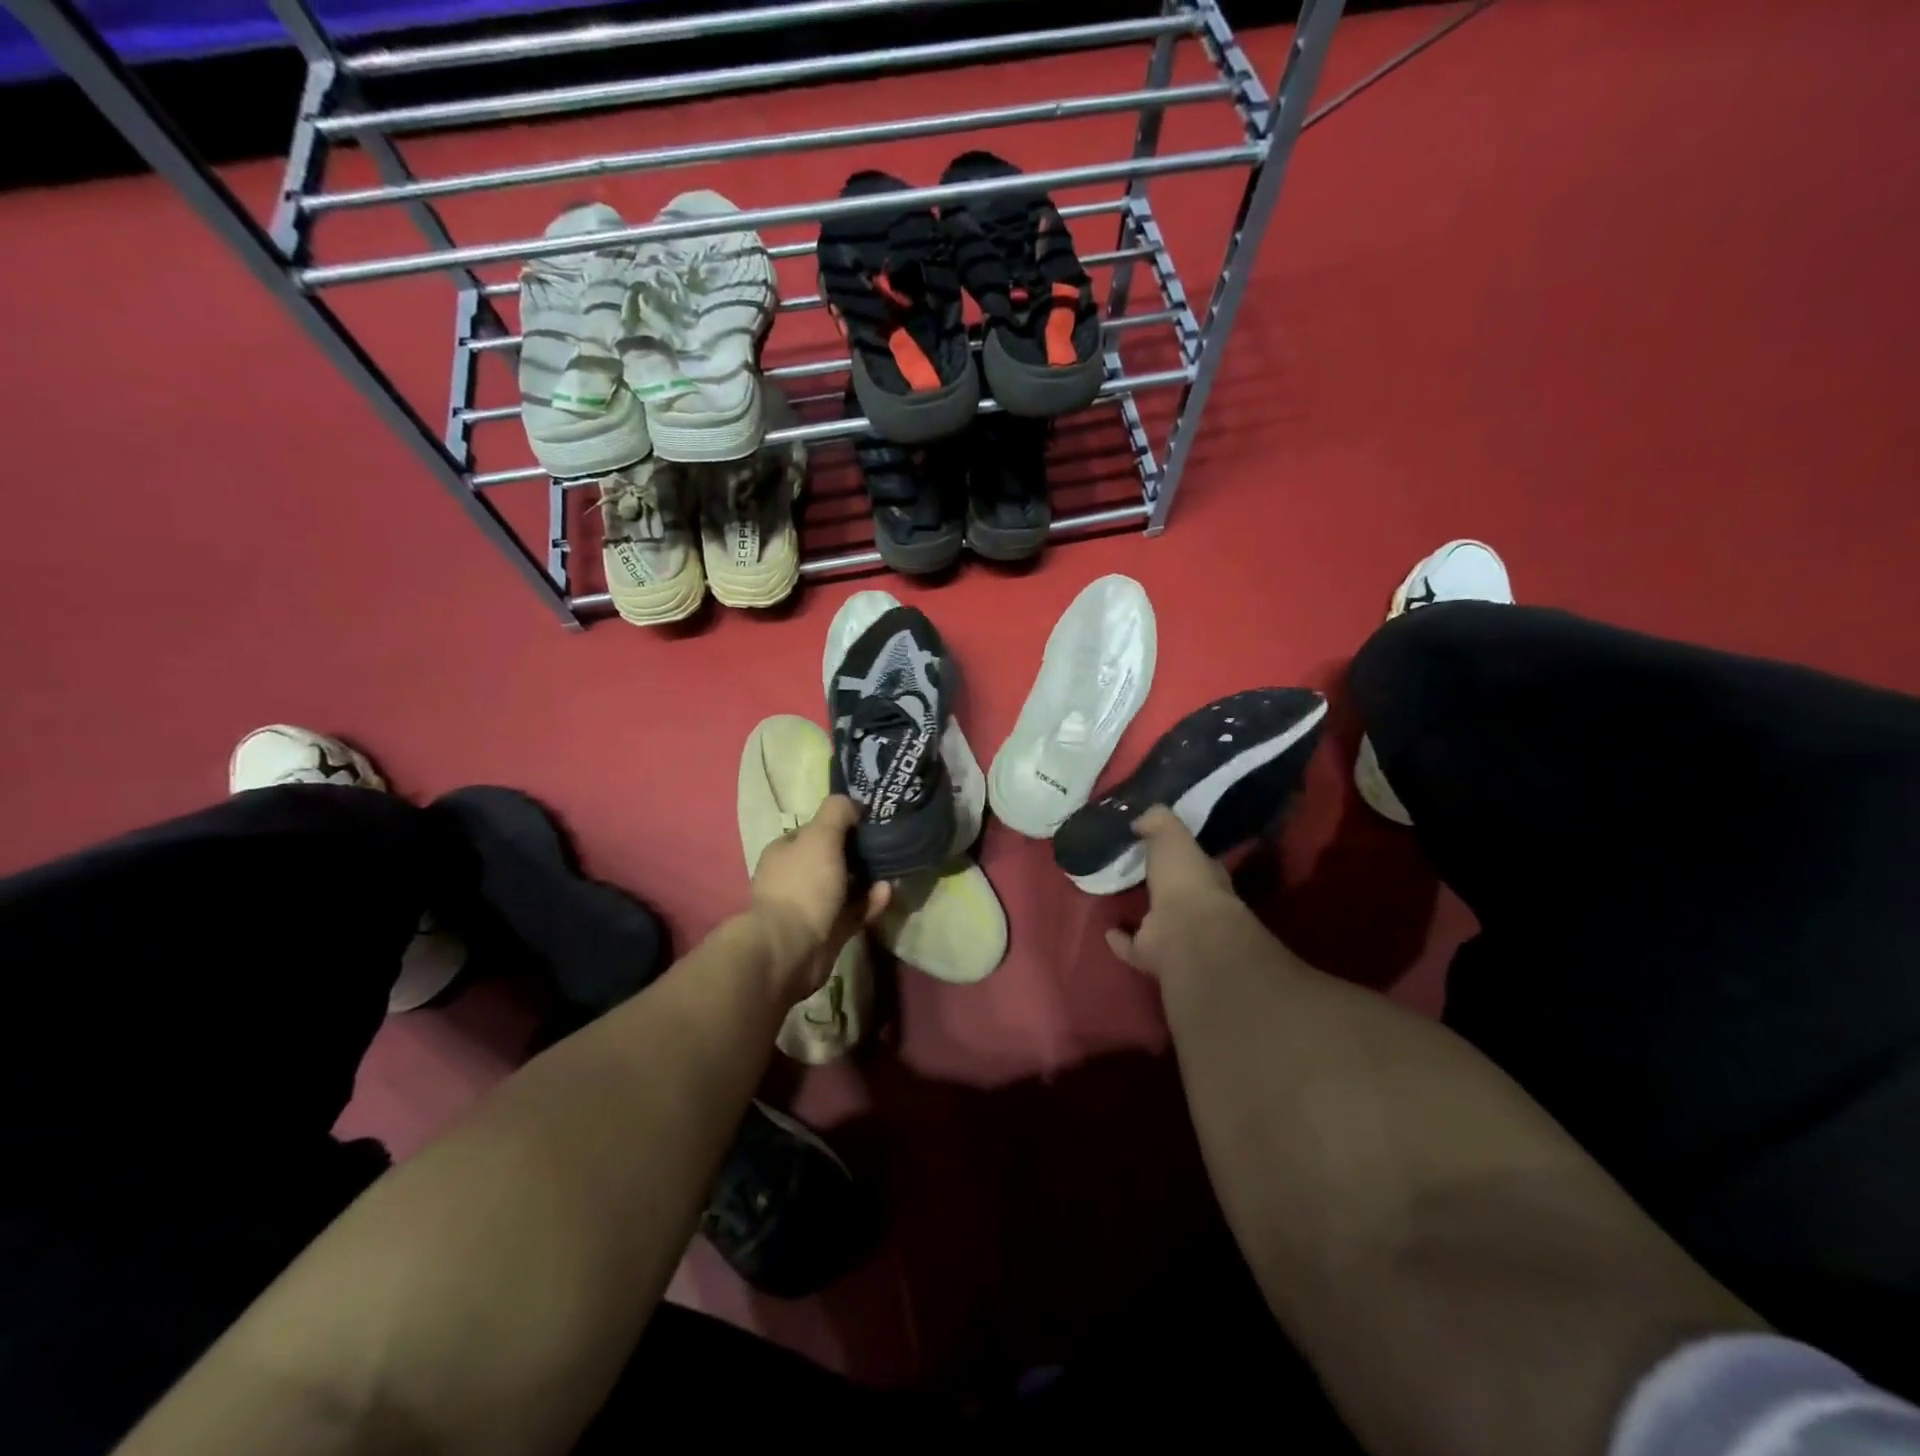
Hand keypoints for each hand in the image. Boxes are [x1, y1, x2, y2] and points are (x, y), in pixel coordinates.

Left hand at [749, 796, 889, 1003]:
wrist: (790, 949)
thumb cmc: (803, 885)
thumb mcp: (820, 835)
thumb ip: (837, 812)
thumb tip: (853, 803)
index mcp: (786, 851)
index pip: (815, 830)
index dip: (841, 823)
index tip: (870, 820)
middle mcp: (795, 877)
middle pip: (831, 858)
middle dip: (858, 852)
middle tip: (888, 844)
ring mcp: (810, 907)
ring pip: (844, 887)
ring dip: (868, 878)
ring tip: (893, 869)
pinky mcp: (827, 932)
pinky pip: (853, 912)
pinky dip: (870, 902)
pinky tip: (887, 892)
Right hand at [1106, 806, 1250, 980]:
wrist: (1186, 933)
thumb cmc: (1185, 879)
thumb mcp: (1172, 836)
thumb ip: (1158, 821)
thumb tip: (1141, 818)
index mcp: (1204, 876)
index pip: (1192, 859)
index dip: (1177, 850)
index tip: (1153, 841)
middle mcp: (1194, 907)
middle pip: (1174, 891)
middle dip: (1159, 882)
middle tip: (1131, 867)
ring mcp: (1175, 934)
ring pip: (1156, 920)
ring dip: (1140, 913)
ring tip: (1115, 896)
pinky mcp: (1154, 956)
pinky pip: (1133, 946)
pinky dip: (1121, 939)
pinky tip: (1106, 930)